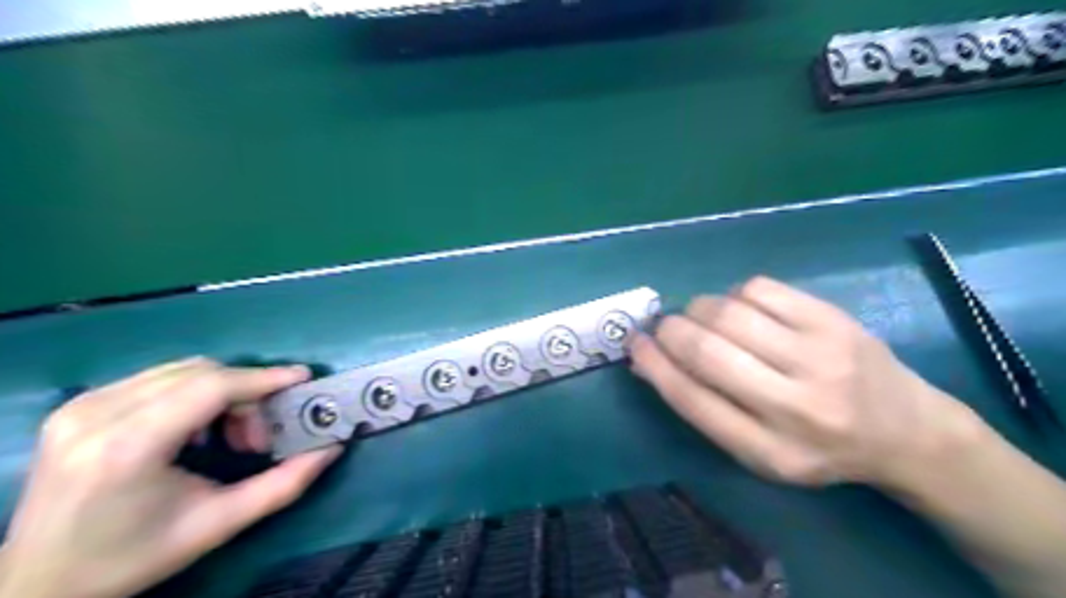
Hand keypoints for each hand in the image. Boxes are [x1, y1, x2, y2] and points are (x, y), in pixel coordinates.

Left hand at [1, 357, 339, 594]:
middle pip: (201, 373)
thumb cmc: (133, 557)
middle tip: (260, 434)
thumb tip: (332, 447)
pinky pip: (158, 378)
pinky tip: (194, 429)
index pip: (210, 387)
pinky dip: (194, 393)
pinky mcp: (77, 404)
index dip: (263, 378)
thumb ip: (284, 484)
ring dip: (222, 392)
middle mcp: (98, 415)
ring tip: (228, 434)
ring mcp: (81, 405)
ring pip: (182, 370)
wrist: (36, 583)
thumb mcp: (219, 524)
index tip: (302, 378)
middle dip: (246, 393)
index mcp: (128, 447)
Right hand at [627, 277, 984, 486]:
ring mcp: (820, 356)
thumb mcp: (759, 452)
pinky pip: (758, 288)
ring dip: (699, 310)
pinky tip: (743, 309)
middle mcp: (797, 406)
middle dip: (671, 331)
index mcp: (771, 451)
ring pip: (729, 312)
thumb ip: (705, 409)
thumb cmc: (817, 447)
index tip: (635, 344)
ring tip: (702, 318)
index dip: (655, 366)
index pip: (693, 401)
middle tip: (664, 327)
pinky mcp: (833, 318)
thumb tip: (649, 359)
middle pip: (707, 352)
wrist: (906, 431)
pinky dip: (734, 295)